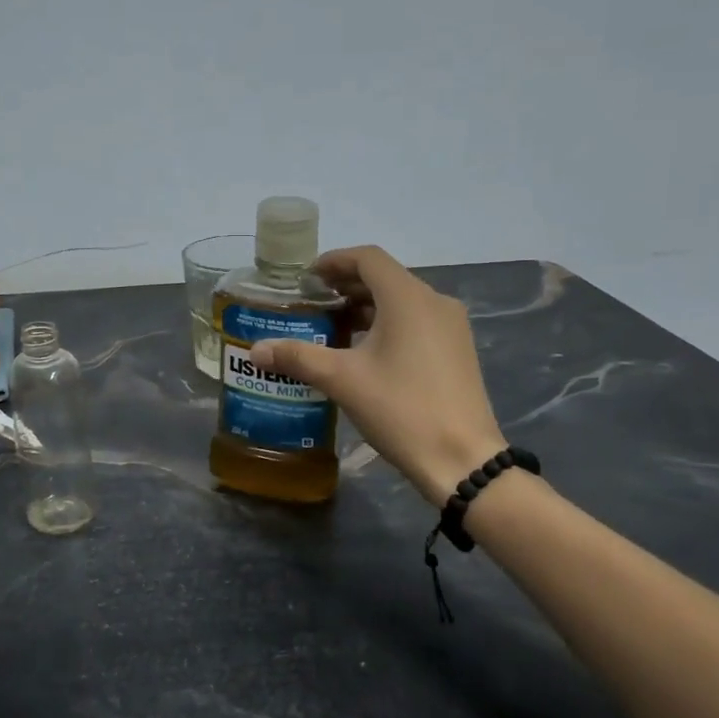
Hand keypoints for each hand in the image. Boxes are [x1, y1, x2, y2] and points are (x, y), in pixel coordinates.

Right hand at [250, 246, 507, 506]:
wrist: (462, 459)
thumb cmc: (401, 409)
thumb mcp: (342, 380)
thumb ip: (297, 357)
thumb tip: (256, 350)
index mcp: (408, 298)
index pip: (367, 258)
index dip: (334, 261)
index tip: (307, 279)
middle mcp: (434, 302)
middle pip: (385, 278)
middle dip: (346, 286)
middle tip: (312, 305)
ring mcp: (451, 327)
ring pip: (402, 301)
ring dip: (366, 307)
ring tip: (332, 329)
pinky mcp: (457, 350)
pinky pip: (417, 322)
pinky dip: (387, 325)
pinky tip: (364, 353)